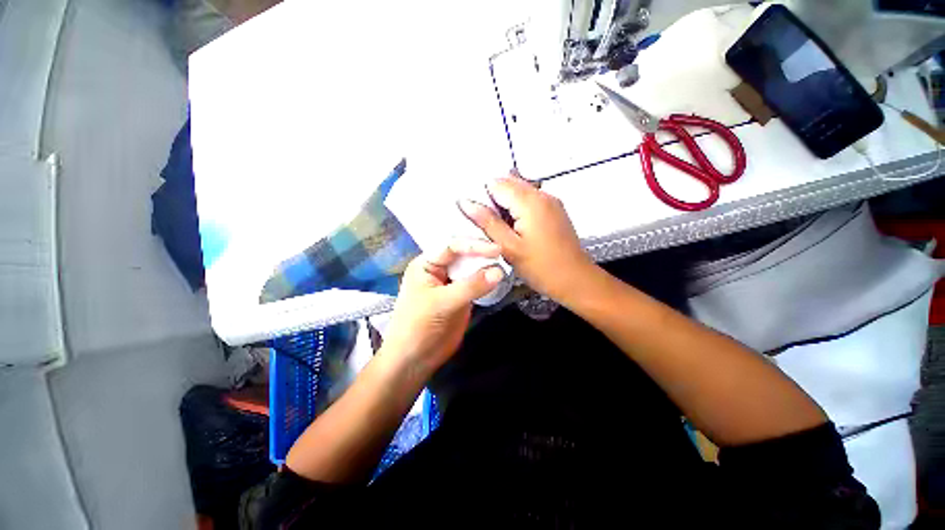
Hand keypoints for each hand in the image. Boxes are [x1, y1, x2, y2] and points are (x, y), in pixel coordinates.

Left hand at [381, 241, 504, 372]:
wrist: (414, 360)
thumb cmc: (418, 326)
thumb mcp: (442, 303)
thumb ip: (471, 286)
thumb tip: (499, 271)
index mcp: (426, 264)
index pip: (451, 246)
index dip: (473, 245)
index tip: (496, 249)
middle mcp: (439, 269)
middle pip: (463, 254)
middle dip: (482, 253)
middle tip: (505, 253)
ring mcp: (451, 282)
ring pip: (471, 268)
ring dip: (487, 266)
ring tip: (506, 262)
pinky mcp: (461, 296)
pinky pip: (476, 283)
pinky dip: (488, 280)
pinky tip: (500, 276)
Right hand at [458, 171, 595, 302]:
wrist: (576, 280)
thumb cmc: (541, 267)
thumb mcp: (509, 247)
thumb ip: (487, 222)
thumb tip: (465, 202)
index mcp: (530, 201)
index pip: (496, 184)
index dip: (482, 197)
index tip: (478, 218)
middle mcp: (542, 194)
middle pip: (509, 184)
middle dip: (493, 200)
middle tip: (489, 225)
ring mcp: (551, 201)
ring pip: (519, 192)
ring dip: (506, 206)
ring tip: (501, 229)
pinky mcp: (555, 210)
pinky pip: (530, 200)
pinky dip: (518, 209)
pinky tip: (515, 229)